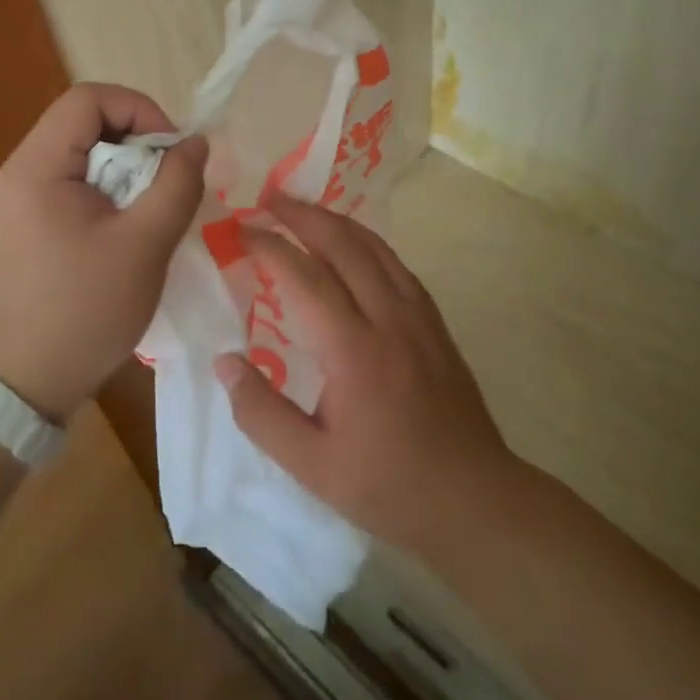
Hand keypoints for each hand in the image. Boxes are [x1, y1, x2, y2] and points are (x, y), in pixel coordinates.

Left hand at [0, 83, 207, 421]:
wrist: (22, 385)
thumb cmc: (84, 312)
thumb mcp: (144, 246)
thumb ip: (176, 184)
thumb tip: (195, 142)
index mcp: (37, 168)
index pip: (88, 98)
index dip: (139, 109)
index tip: (172, 151)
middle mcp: (18, 173)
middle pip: (83, 123)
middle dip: (136, 143)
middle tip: (168, 183)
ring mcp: (15, 201)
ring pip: (80, 155)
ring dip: (124, 170)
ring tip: (152, 209)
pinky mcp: (21, 226)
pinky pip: (70, 185)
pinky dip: (106, 193)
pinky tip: (125, 229)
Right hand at [215, 195, 508, 553]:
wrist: (474, 499)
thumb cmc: (388, 485)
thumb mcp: (311, 466)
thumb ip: (261, 413)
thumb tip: (224, 361)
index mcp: (354, 351)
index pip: (305, 278)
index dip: (270, 247)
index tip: (242, 230)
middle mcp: (388, 318)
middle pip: (343, 245)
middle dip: (302, 215)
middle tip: (268, 199)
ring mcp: (418, 316)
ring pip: (374, 247)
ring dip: (335, 220)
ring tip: (303, 209)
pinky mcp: (435, 322)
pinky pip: (396, 264)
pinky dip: (366, 241)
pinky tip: (353, 245)